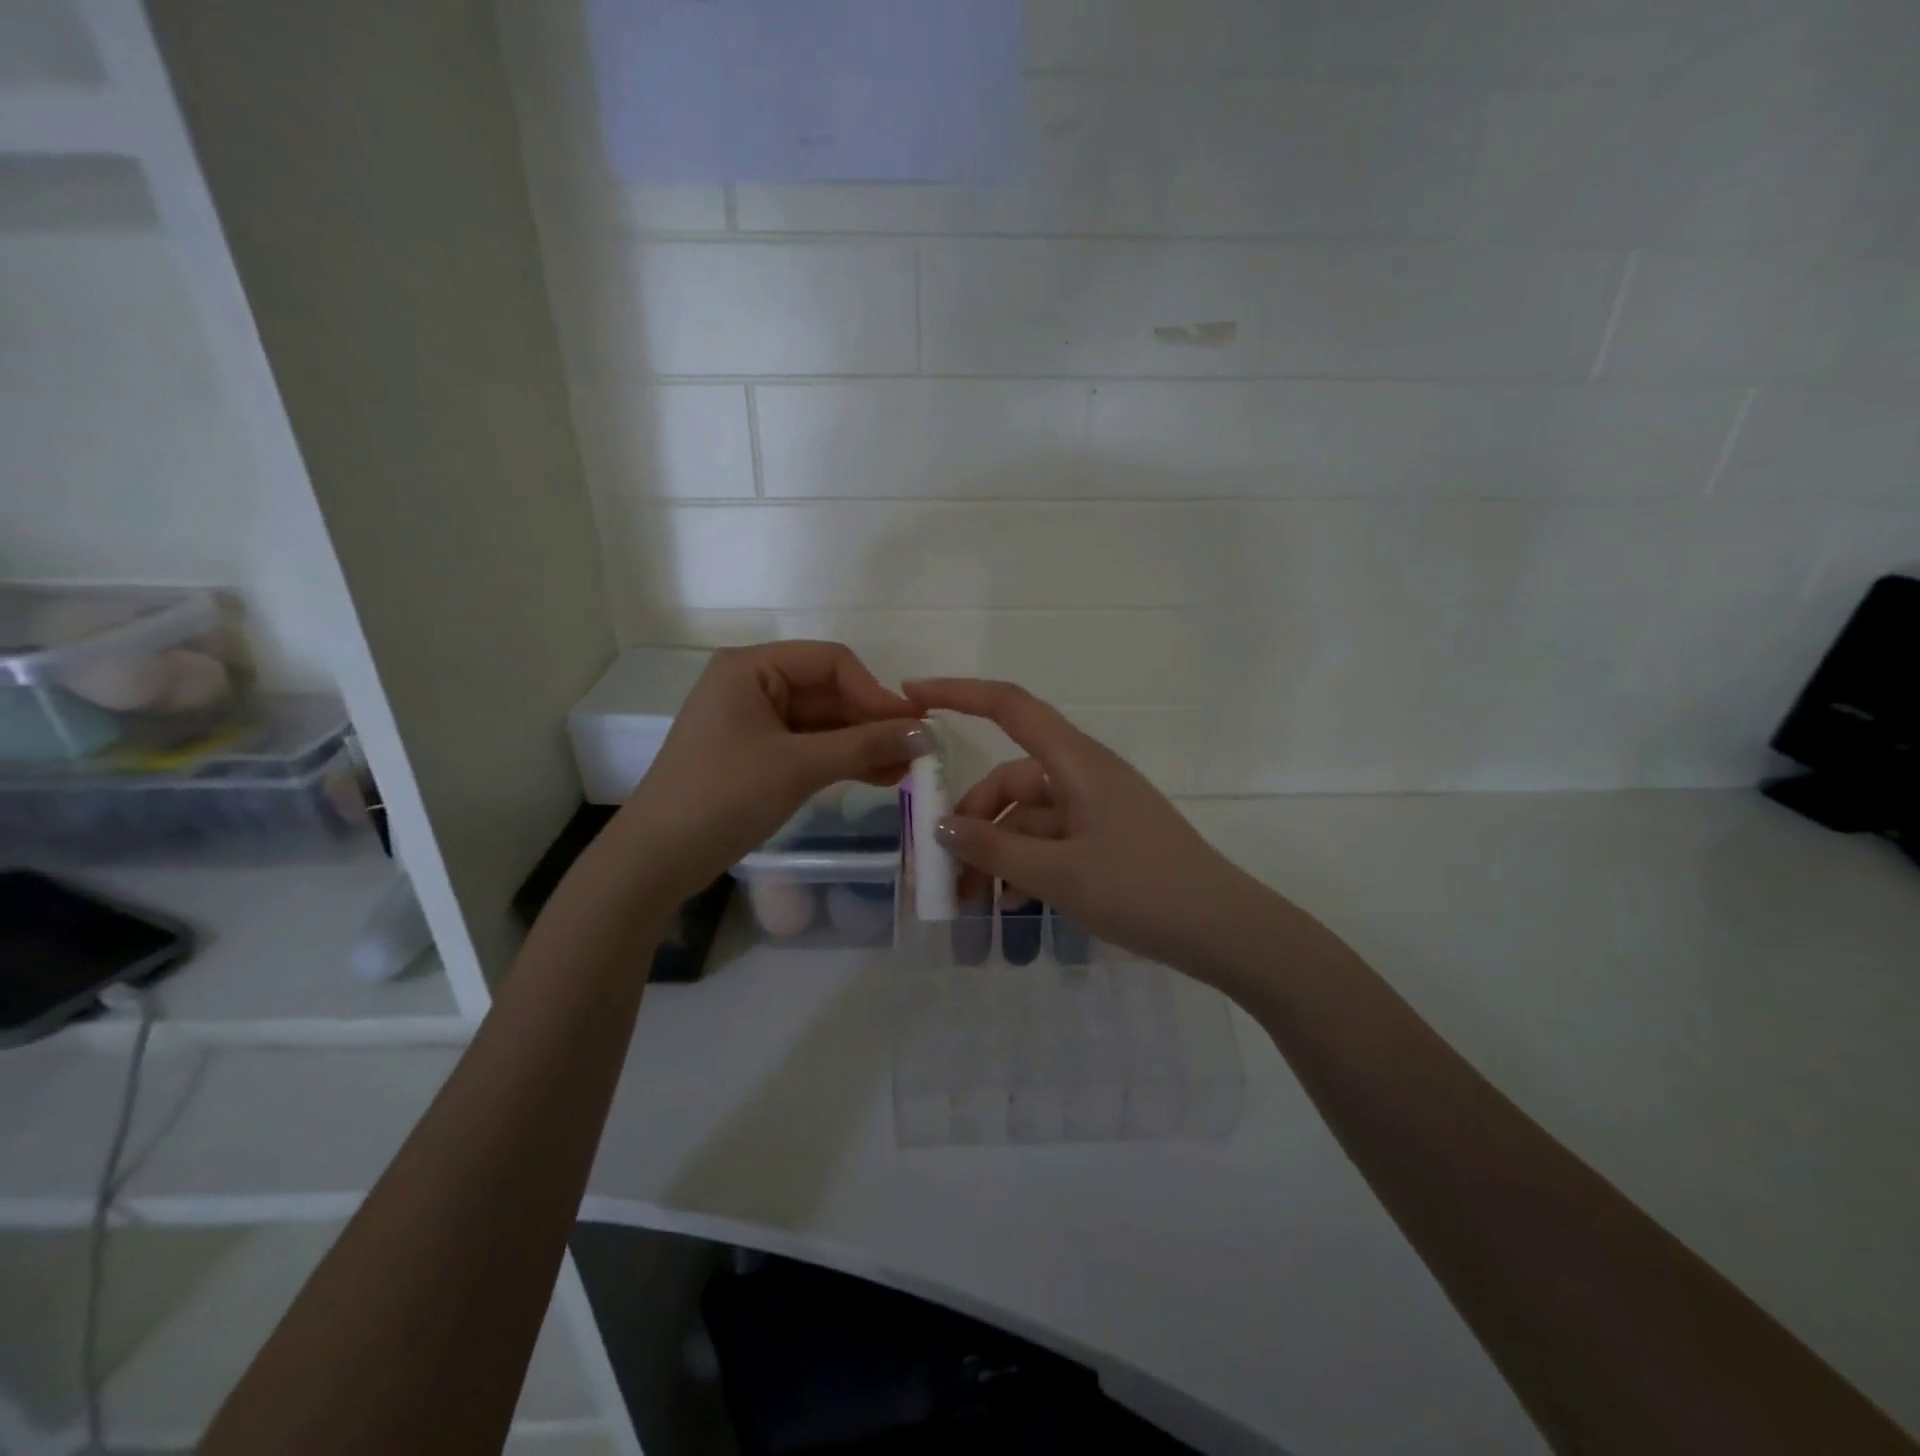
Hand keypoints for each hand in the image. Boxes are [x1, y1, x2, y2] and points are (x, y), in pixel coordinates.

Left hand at [623, 643, 929, 900]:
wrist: (656, 860)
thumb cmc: (722, 798)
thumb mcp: (798, 767)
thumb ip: (864, 745)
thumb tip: (926, 734)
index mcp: (752, 668)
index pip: (831, 662)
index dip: (875, 692)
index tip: (913, 727)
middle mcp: (753, 684)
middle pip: (829, 692)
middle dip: (872, 722)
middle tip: (916, 753)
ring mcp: (754, 721)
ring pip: (823, 722)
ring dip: (863, 744)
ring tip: (905, 771)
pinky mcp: (757, 753)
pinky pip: (810, 746)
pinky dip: (842, 759)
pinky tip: (879, 777)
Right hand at [903, 678, 1265, 975]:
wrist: (1225, 931)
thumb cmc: (1142, 891)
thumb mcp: (1059, 874)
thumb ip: (995, 849)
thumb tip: (941, 827)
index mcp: (1076, 762)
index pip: (1010, 706)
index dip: (959, 692)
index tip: (912, 694)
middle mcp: (1084, 775)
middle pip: (1011, 780)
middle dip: (972, 820)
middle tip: (943, 870)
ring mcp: (1097, 808)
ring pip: (1028, 818)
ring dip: (997, 853)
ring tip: (972, 901)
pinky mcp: (1107, 838)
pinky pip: (1052, 841)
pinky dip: (1026, 865)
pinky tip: (1012, 905)